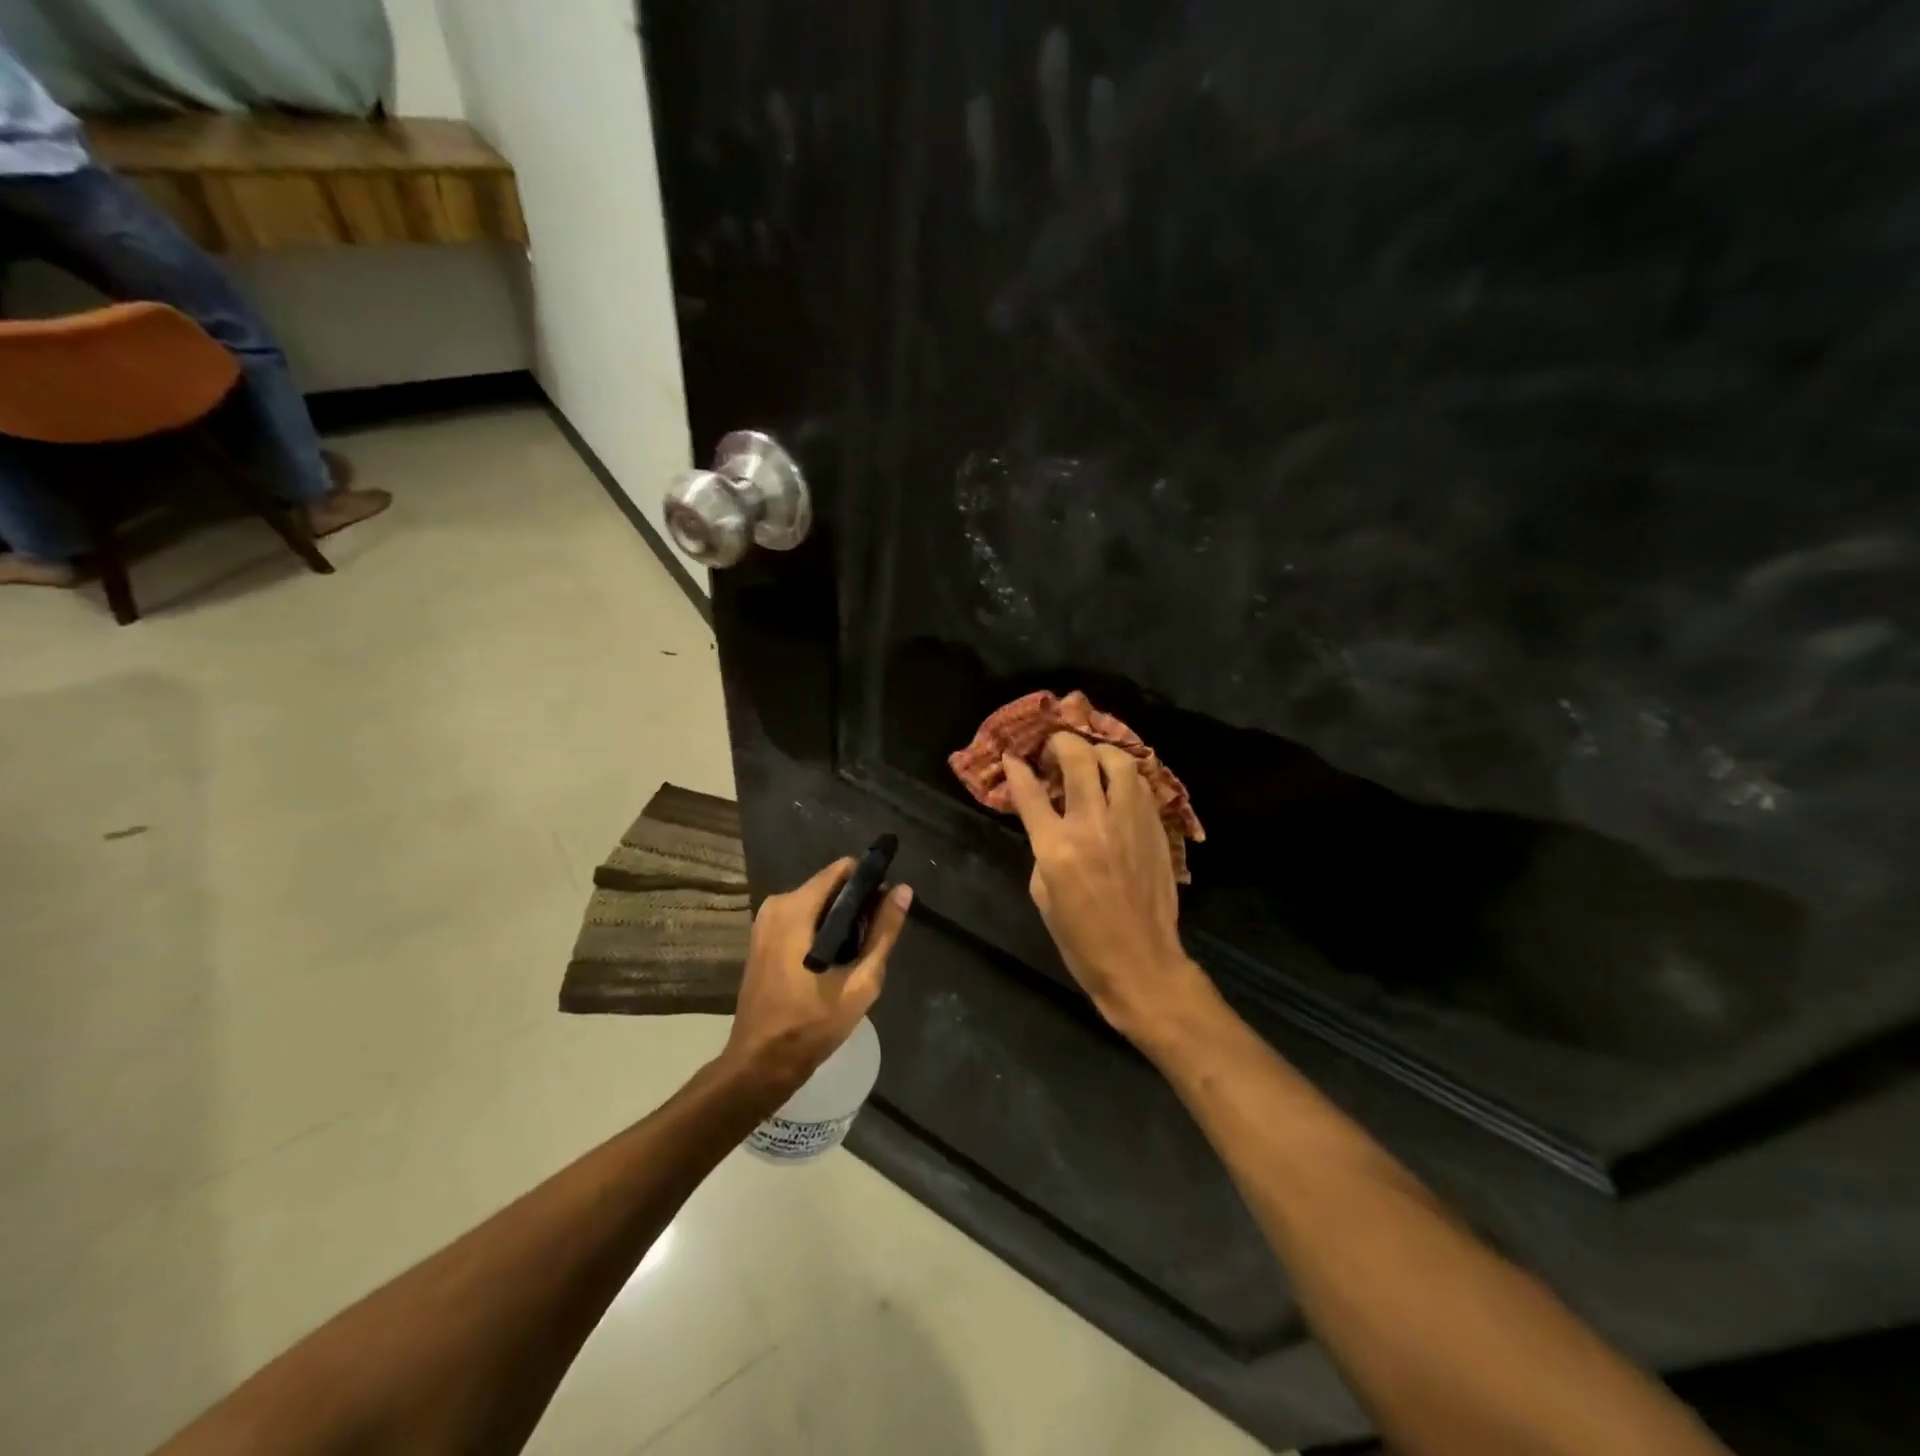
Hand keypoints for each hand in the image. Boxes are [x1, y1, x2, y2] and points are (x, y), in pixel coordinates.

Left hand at [722, 858, 912, 1097]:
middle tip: (873, 940)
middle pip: (829, 886)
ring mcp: (765, 922)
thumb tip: (903, 890)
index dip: (870, 882)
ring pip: (816, 904)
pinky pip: (800, 919)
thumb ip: (883, 932)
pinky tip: (834, 962)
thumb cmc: (811, 1025)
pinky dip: (821, 931)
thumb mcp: (860, 981)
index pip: (843, 870)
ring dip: (839, 921)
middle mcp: (776, 905)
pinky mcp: (762, 939)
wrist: (759, 1065)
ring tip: (857, 955)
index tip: (886, 907)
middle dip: (856, 905)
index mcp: (796, 908)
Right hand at [1003, 734, 1213, 1045]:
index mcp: (1056, 847)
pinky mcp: (1155, 829)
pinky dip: (1124, 777)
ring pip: (1118, 762)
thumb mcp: (1043, 895)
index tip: (1014, 756)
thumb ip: (1043, 849)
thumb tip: (1050, 822)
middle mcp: (1093, 824)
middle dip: (1061, 742)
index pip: (1030, 791)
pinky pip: (1140, 786)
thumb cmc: (1081, 939)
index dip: (1018, 768)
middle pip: (1078, 759)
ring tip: (1091, 760)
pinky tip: (1117, 786)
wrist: (1140, 962)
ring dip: (1099, 752)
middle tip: (1054, 747)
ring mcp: (1129, 823)